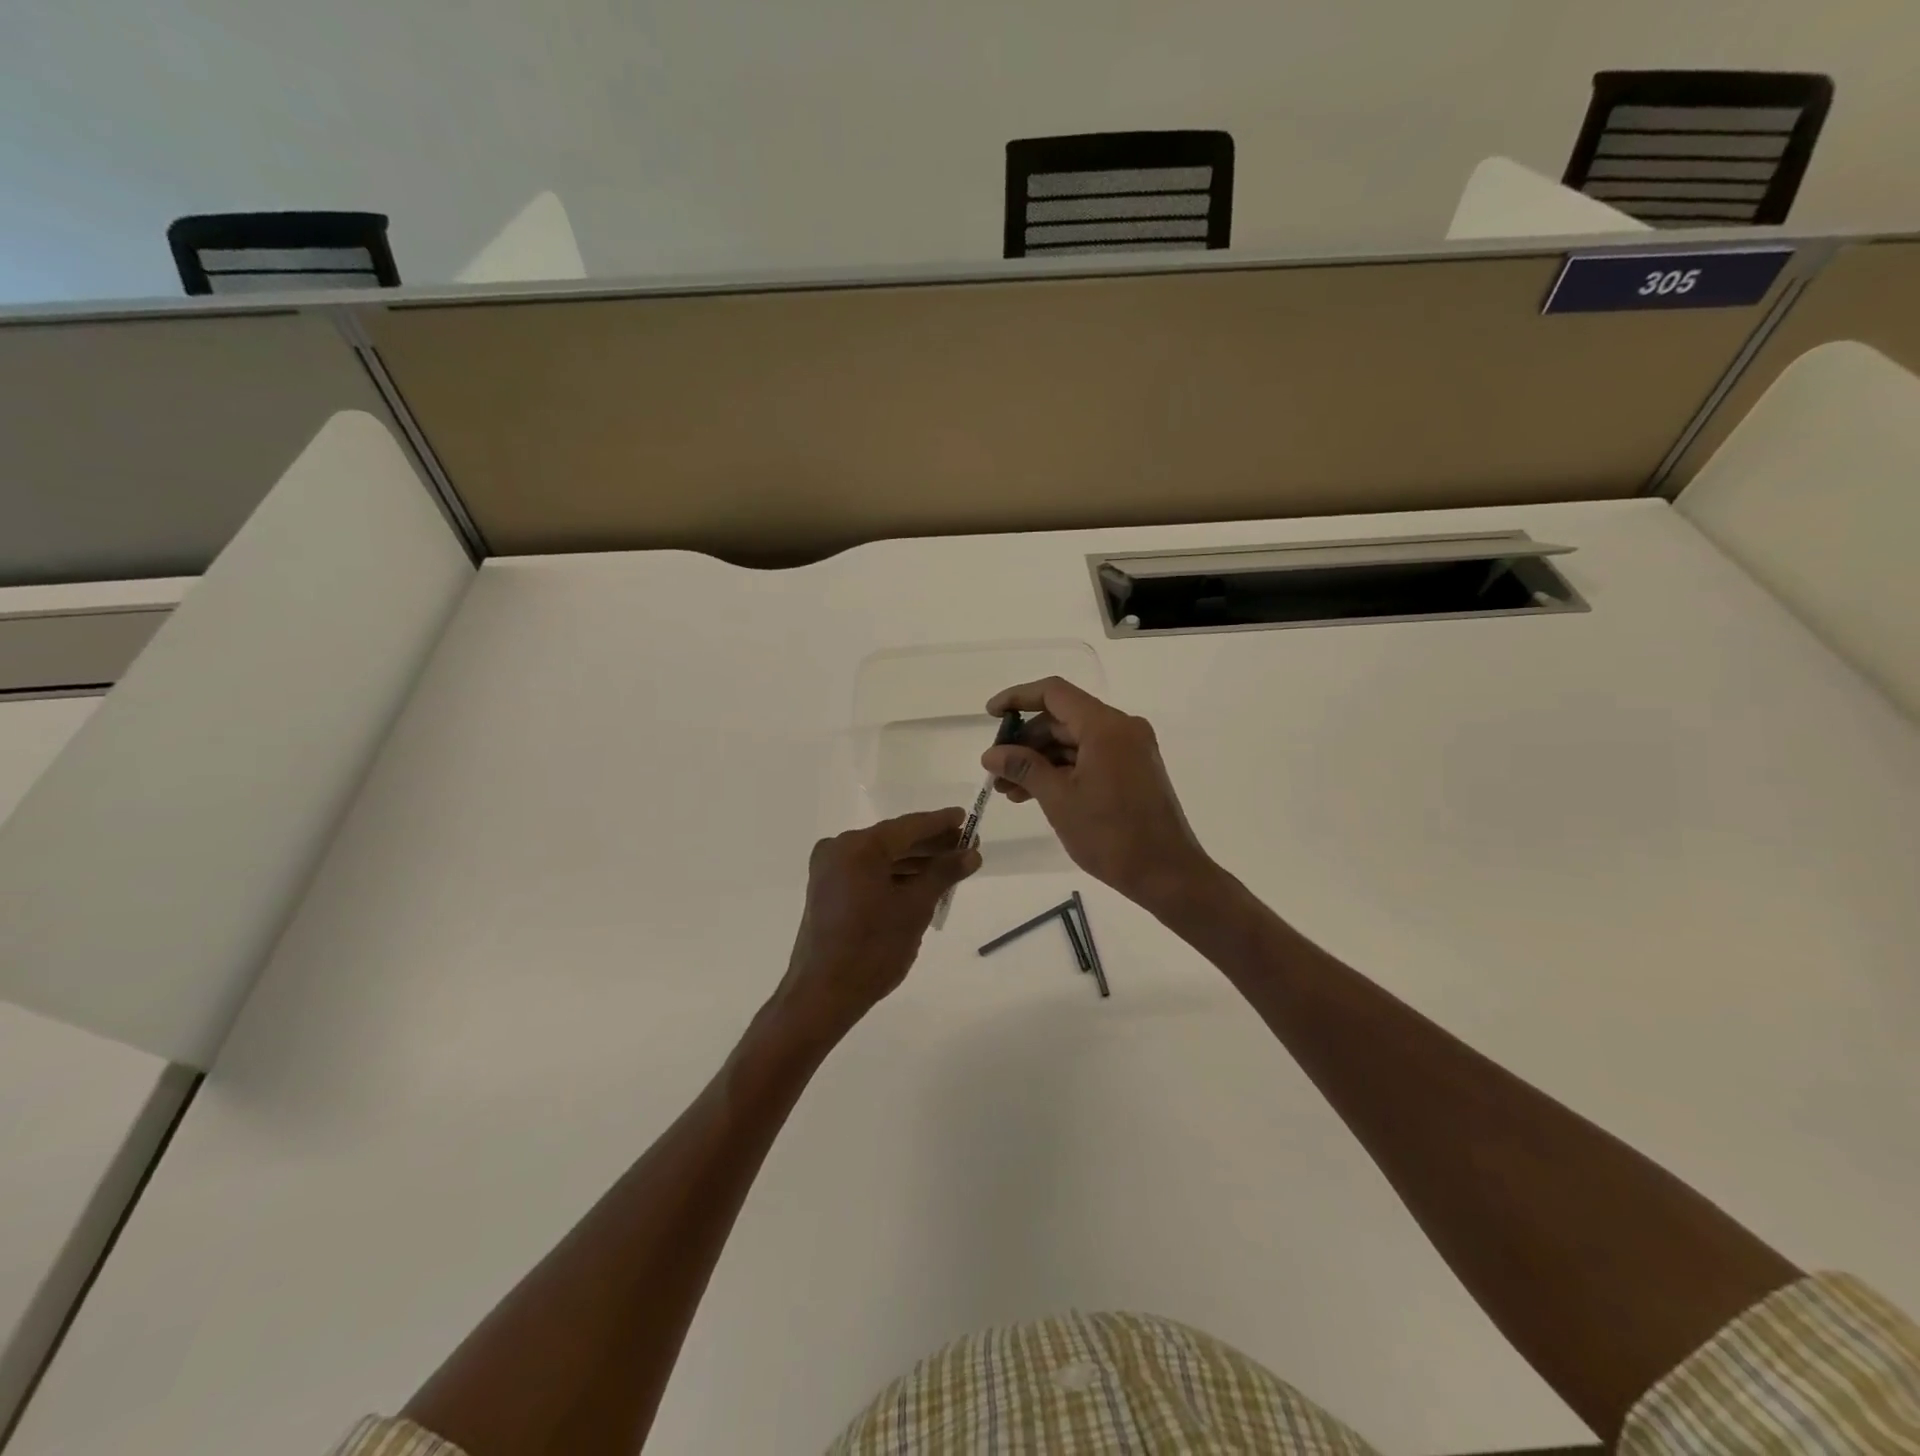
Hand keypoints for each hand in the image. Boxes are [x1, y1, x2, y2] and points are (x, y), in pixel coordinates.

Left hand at [775, 808, 980, 1035]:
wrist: (823, 994)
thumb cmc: (873, 948)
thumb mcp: (915, 908)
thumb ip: (943, 874)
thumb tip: (971, 854)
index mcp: (858, 847)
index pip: (909, 826)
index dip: (941, 823)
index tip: (967, 818)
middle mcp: (839, 849)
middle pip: (894, 839)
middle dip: (930, 844)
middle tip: (966, 846)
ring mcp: (829, 869)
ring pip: (881, 856)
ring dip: (915, 860)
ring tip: (950, 866)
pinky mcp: (827, 889)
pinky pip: (868, 871)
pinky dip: (894, 875)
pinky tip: (922, 883)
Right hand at [981, 678, 1214, 912]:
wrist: (1167, 874)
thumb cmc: (1111, 835)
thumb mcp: (1058, 799)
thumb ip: (1023, 768)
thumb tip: (991, 754)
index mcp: (1105, 726)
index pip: (1054, 693)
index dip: (1017, 698)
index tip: (989, 715)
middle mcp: (1122, 728)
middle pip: (1062, 719)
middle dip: (1025, 742)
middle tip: (996, 769)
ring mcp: (1130, 749)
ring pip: (1073, 742)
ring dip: (1040, 761)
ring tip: (1008, 790)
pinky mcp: (1133, 770)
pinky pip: (1089, 758)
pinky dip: (1062, 771)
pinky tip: (1035, 794)